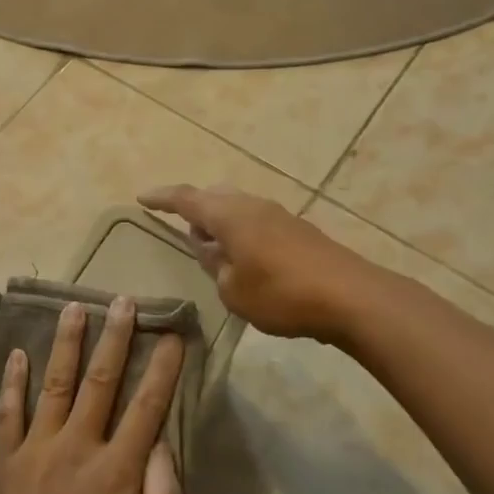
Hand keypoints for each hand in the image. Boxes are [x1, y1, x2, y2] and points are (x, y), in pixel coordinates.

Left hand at [0, 298, 184, 493]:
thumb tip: (164, 445)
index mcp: (116, 470)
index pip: (146, 407)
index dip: (162, 369)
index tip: (172, 335)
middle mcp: (76, 446)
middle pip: (100, 381)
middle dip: (115, 338)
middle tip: (122, 301)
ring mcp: (35, 450)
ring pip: (54, 384)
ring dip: (66, 344)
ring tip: (74, 308)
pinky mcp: (2, 464)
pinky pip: (8, 412)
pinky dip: (13, 381)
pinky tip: (17, 354)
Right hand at [139, 183, 387, 340]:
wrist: (351, 296)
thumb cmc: (281, 294)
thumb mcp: (233, 290)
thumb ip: (215, 267)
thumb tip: (212, 250)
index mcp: (228, 215)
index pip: (185, 199)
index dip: (162, 198)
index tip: (142, 197)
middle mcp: (251, 205)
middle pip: (214, 197)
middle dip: (195, 209)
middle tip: (183, 228)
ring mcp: (278, 214)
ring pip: (237, 208)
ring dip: (221, 222)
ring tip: (215, 248)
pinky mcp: (298, 230)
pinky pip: (256, 221)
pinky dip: (242, 232)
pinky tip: (246, 258)